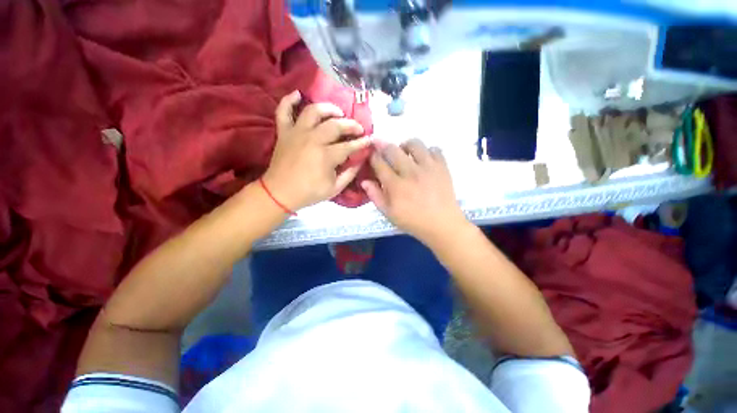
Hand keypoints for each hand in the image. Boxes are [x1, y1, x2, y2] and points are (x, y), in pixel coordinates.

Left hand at [262, 91, 371, 210]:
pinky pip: (283, 110)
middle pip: (335, 125)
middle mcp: (313, 139)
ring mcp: (297, 133)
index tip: (369, 140)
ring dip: (328, 108)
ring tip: (337, 112)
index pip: (349, 146)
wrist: (279, 193)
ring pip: (313, 111)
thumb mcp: (334, 189)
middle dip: (351, 125)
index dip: (361, 143)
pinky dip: (289, 100)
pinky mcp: (284, 132)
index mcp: (326, 156)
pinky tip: (298, 94)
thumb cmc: (309, 192)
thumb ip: (349, 174)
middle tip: (358, 128)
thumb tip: (360, 161)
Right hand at [362, 139, 469, 245]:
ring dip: (405, 146)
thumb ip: (375, 196)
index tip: (372, 156)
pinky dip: (427, 151)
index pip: (379, 162)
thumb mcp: (389, 214)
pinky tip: (424, 161)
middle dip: (384, 146)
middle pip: (393, 149)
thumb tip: (364, 181)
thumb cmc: (413, 221)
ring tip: (405, 154)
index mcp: (395, 185)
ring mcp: (428, 167)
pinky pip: (434, 149)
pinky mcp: (442, 166)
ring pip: (414, 143)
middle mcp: (410, 172)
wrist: (442, 225)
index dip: (372, 156)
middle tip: (384, 152)